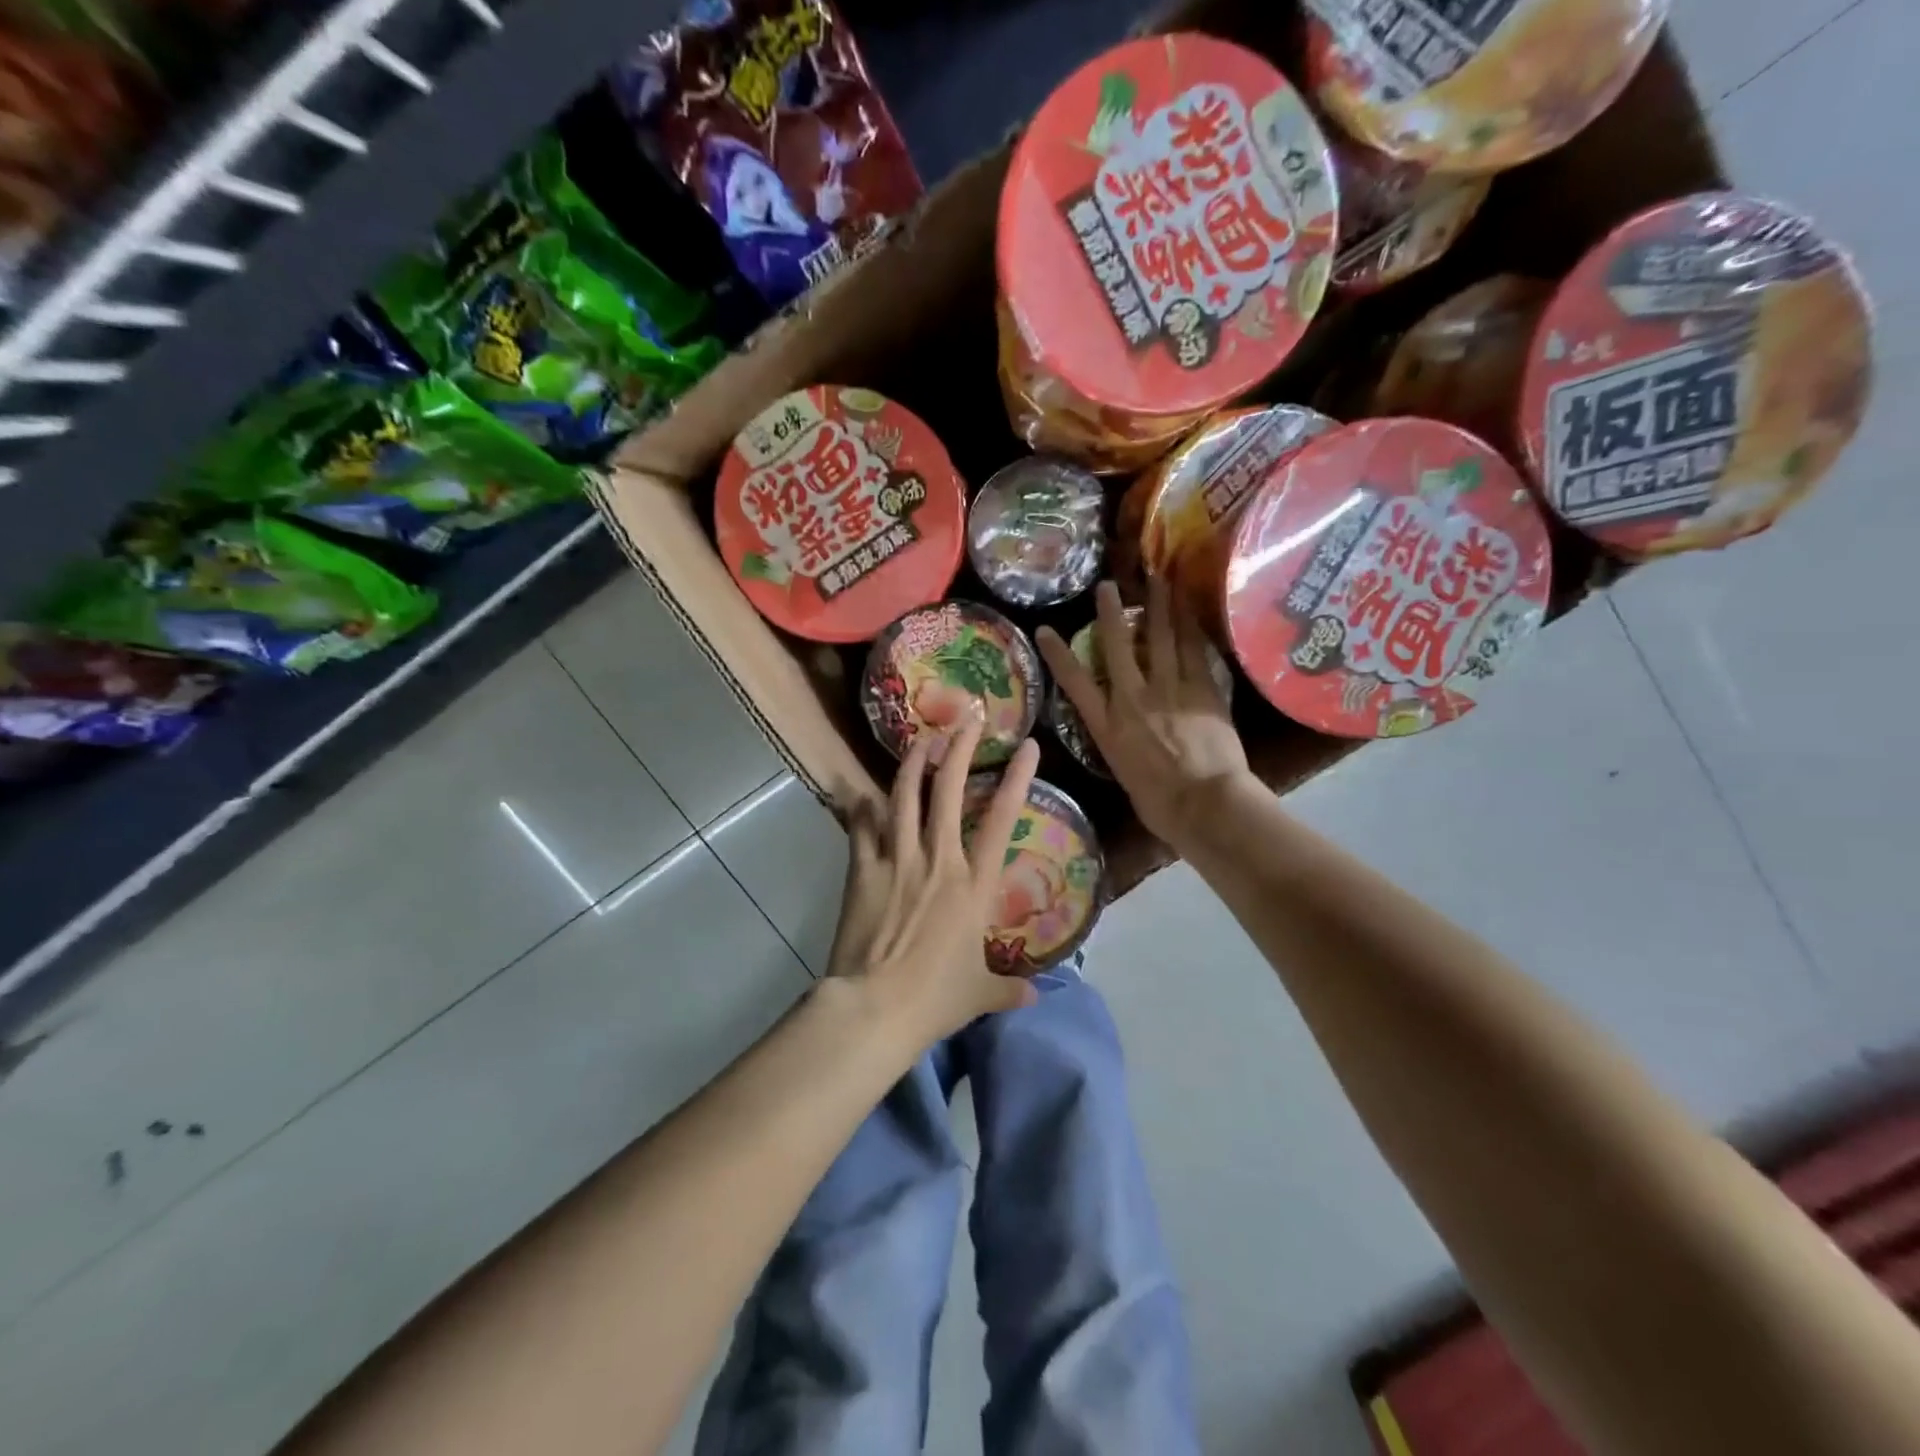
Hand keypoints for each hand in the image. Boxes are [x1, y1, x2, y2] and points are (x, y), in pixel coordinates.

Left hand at [826, 711, 1041, 1050]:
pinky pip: (862, 827)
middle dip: (959, 749)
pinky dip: (862, 807)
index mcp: (973, 885)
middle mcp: (938, 860)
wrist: (876, 1006)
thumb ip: (1009, 989)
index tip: (1027, 746)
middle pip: (949, 792)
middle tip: (967, 719)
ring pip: (904, 797)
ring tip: (919, 740)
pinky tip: (861, 792)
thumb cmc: (935, 998)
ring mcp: (897, 860)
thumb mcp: (980, 993)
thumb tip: (1036, 996)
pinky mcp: (863, 870)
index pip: (1001, 821)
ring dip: (912, 763)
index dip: (1017, 780)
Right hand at [1038, 577, 1250, 849]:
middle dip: (1111, 612)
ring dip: (1160, 606)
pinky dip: (1192, 627)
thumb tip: (1129, 738)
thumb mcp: (1125, 776)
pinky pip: (1195, 650)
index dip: (1058, 654)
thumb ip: (1123, 747)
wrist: (1205, 804)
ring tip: (1160, 579)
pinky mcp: (1202, 689)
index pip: (1075, 683)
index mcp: (1108, 727)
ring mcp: (1169, 689)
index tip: (1045, 629)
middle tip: (1108, 585)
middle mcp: (1133, 699)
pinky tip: (1192, 609)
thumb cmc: (1161, 806)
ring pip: (1161, 638)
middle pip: (1118, 646)